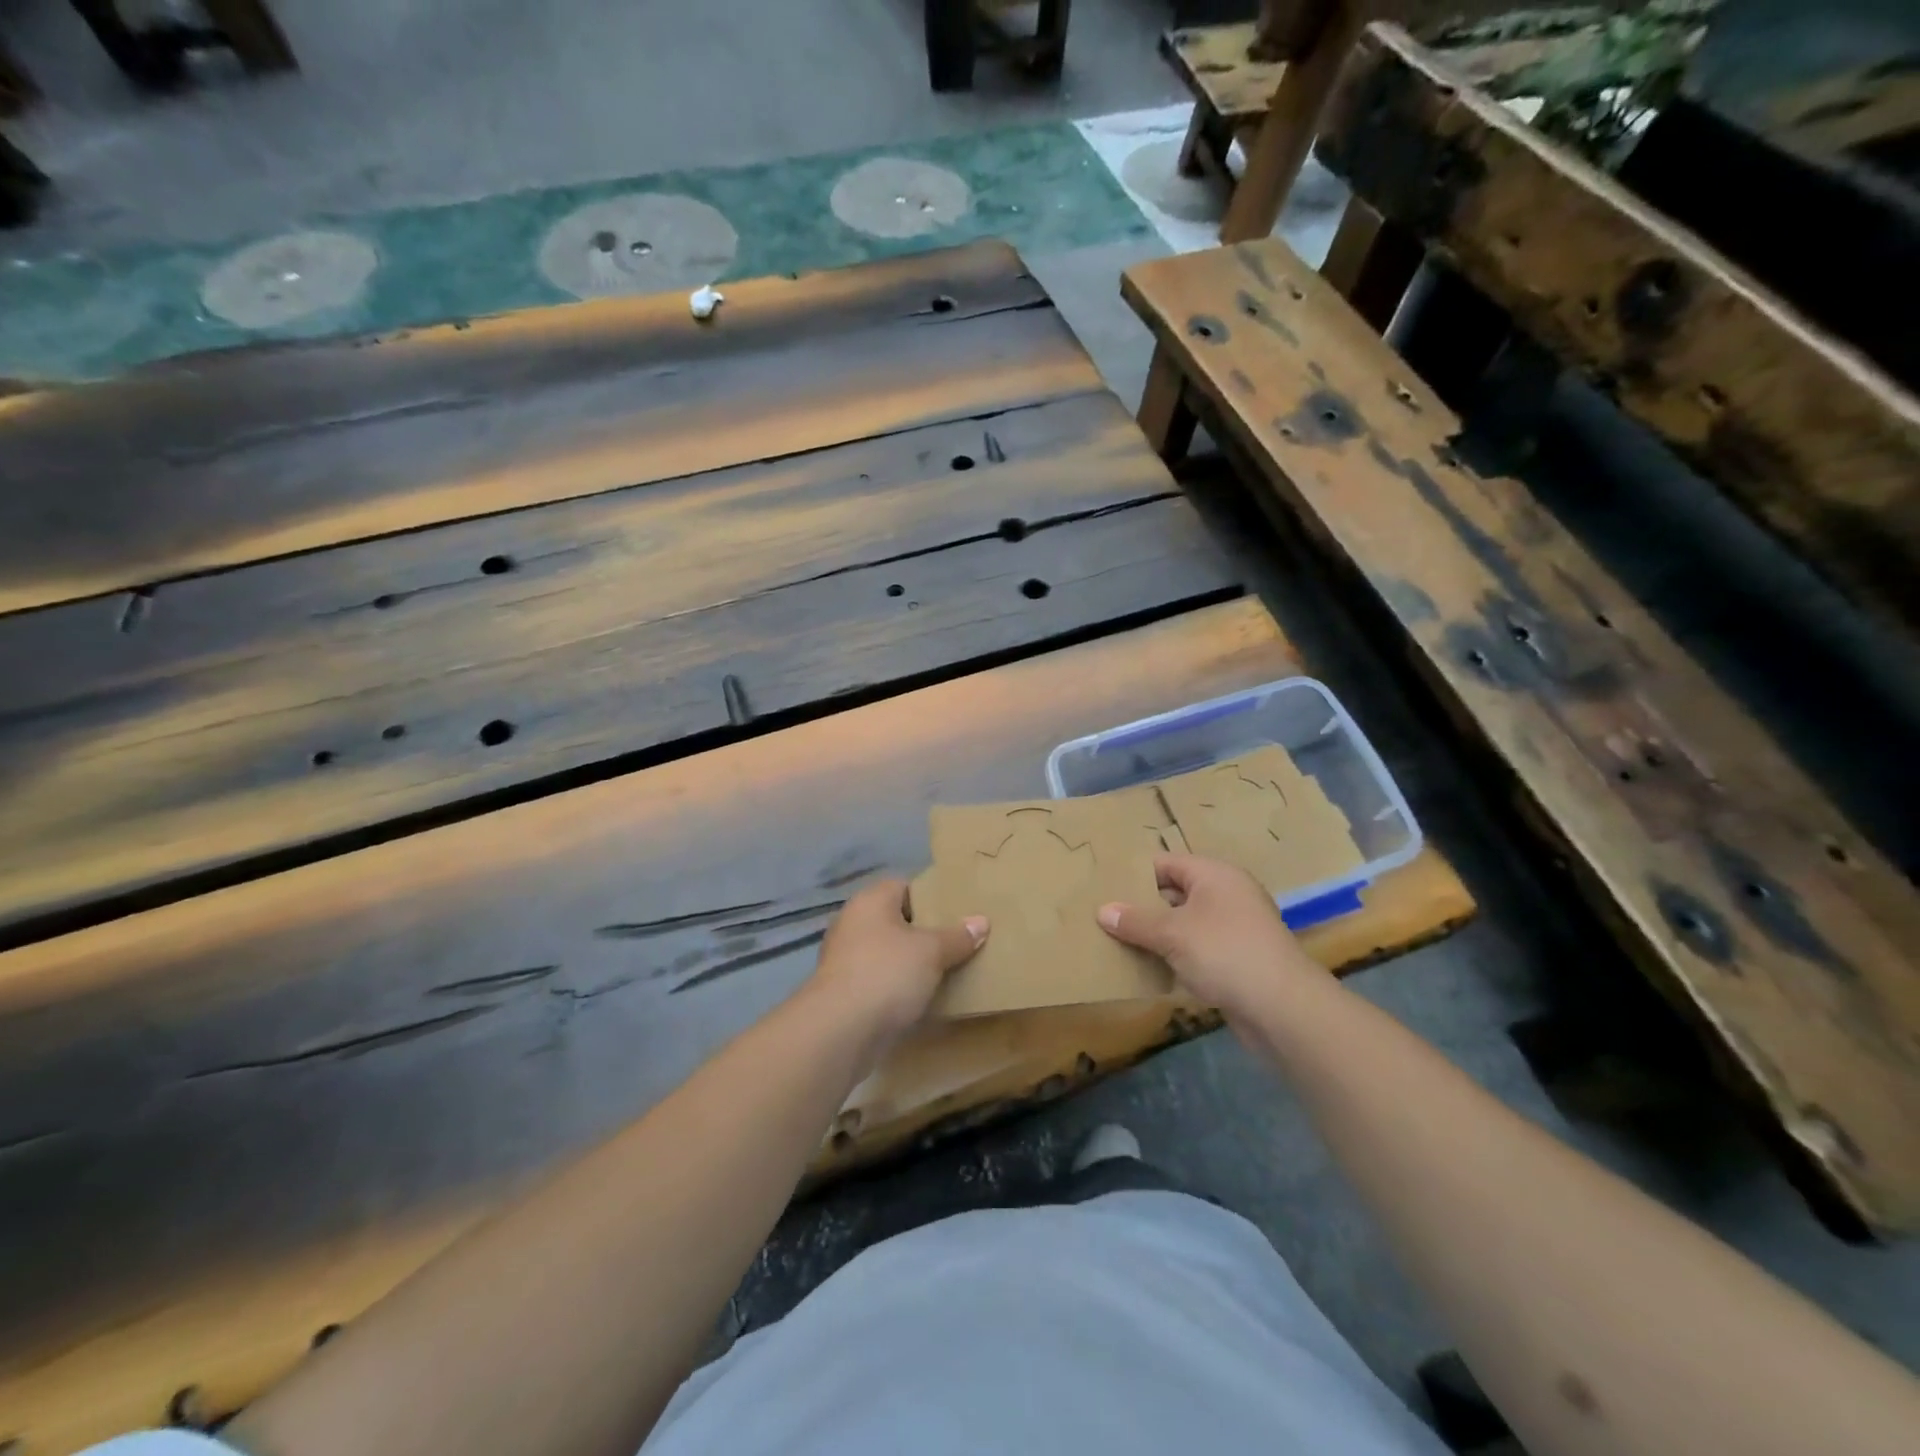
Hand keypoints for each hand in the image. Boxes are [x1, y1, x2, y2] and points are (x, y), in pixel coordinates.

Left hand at [810, 878, 987, 1046]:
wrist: (839, 1031)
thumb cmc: (887, 974)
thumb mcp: (932, 951)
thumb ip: (957, 936)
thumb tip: (981, 921)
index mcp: (871, 901)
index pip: (904, 886)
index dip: (931, 897)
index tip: (956, 913)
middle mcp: (853, 922)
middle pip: (896, 920)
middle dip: (924, 933)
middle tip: (957, 943)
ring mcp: (844, 958)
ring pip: (887, 952)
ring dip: (910, 963)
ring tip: (945, 972)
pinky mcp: (843, 991)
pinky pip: (878, 980)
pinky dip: (897, 987)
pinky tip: (920, 999)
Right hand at [1097, 854, 1321, 1015]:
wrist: (1283, 1008)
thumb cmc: (1225, 953)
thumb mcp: (1172, 934)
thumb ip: (1135, 921)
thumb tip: (1103, 910)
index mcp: (1215, 875)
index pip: (1166, 864)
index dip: (1136, 875)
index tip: (1104, 888)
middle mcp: (1227, 895)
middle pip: (1175, 893)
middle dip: (1143, 906)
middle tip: (1105, 917)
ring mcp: (1236, 928)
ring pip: (1186, 924)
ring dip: (1158, 935)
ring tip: (1119, 942)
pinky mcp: (1238, 960)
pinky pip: (1198, 949)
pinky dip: (1176, 956)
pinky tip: (1151, 969)